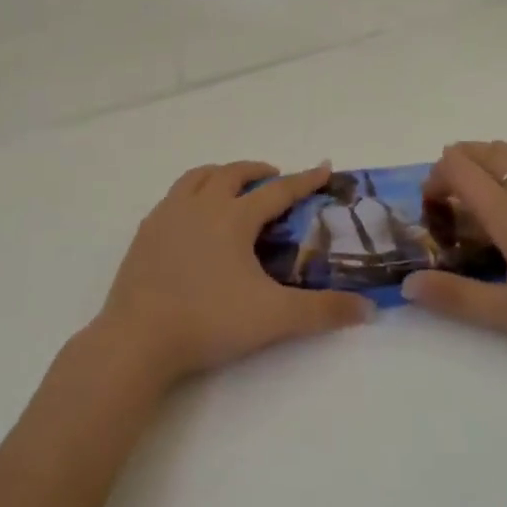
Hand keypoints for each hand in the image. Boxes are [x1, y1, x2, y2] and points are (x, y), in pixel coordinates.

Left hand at [92, 161, 372, 387]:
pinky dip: (192, 193)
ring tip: (232, 187)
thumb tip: (368, 309)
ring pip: (198, 177)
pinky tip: (193, 217)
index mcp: (233, 217)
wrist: (138, 339)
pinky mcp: (145, 232)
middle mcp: (200, 205)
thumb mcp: (274, 317)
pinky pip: (173, 197)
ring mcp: (167, 216)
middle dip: (259, 170)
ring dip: (221, 174)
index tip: (324, 167)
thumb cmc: (209, 321)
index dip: (305, 179)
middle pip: (233, 173)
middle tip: (275, 179)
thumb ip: (323, 312)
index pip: (278, 190)